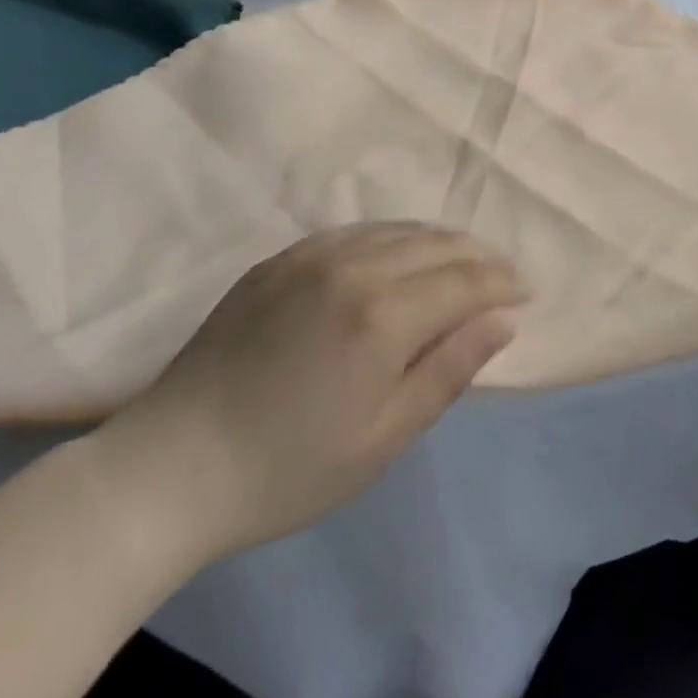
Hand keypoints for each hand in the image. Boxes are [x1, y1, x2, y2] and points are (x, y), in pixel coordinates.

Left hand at [90, 224, 525, 565]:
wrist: (172, 466)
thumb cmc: (288, 468)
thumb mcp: (383, 438)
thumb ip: (449, 370)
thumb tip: (503, 319)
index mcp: (382, 315)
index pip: (465, 280)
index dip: (502, 282)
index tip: (525, 291)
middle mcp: (354, 266)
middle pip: (437, 245)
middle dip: (479, 256)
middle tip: (503, 273)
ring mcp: (313, 254)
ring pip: (399, 229)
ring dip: (440, 241)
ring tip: (462, 259)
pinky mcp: (282, 256)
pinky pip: (356, 230)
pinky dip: (393, 236)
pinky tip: (400, 253)